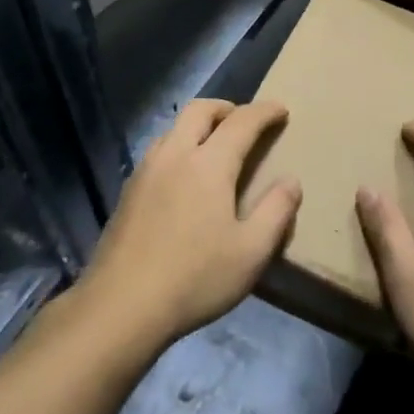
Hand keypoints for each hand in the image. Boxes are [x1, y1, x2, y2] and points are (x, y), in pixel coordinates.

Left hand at [80, 99, 300, 350]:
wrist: (121, 306)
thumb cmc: (195, 278)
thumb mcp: (251, 252)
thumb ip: (276, 212)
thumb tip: (291, 181)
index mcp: (209, 164)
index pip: (242, 121)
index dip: (264, 112)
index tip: (281, 110)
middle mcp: (175, 155)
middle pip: (200, 110)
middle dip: (227, 107)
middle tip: (245, 121)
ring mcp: (146, 171)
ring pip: (174, 127)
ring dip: (199, 125)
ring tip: (215, 146)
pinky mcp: (128, 191)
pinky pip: (159, 150)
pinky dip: (179, 146)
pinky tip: (184, 177)